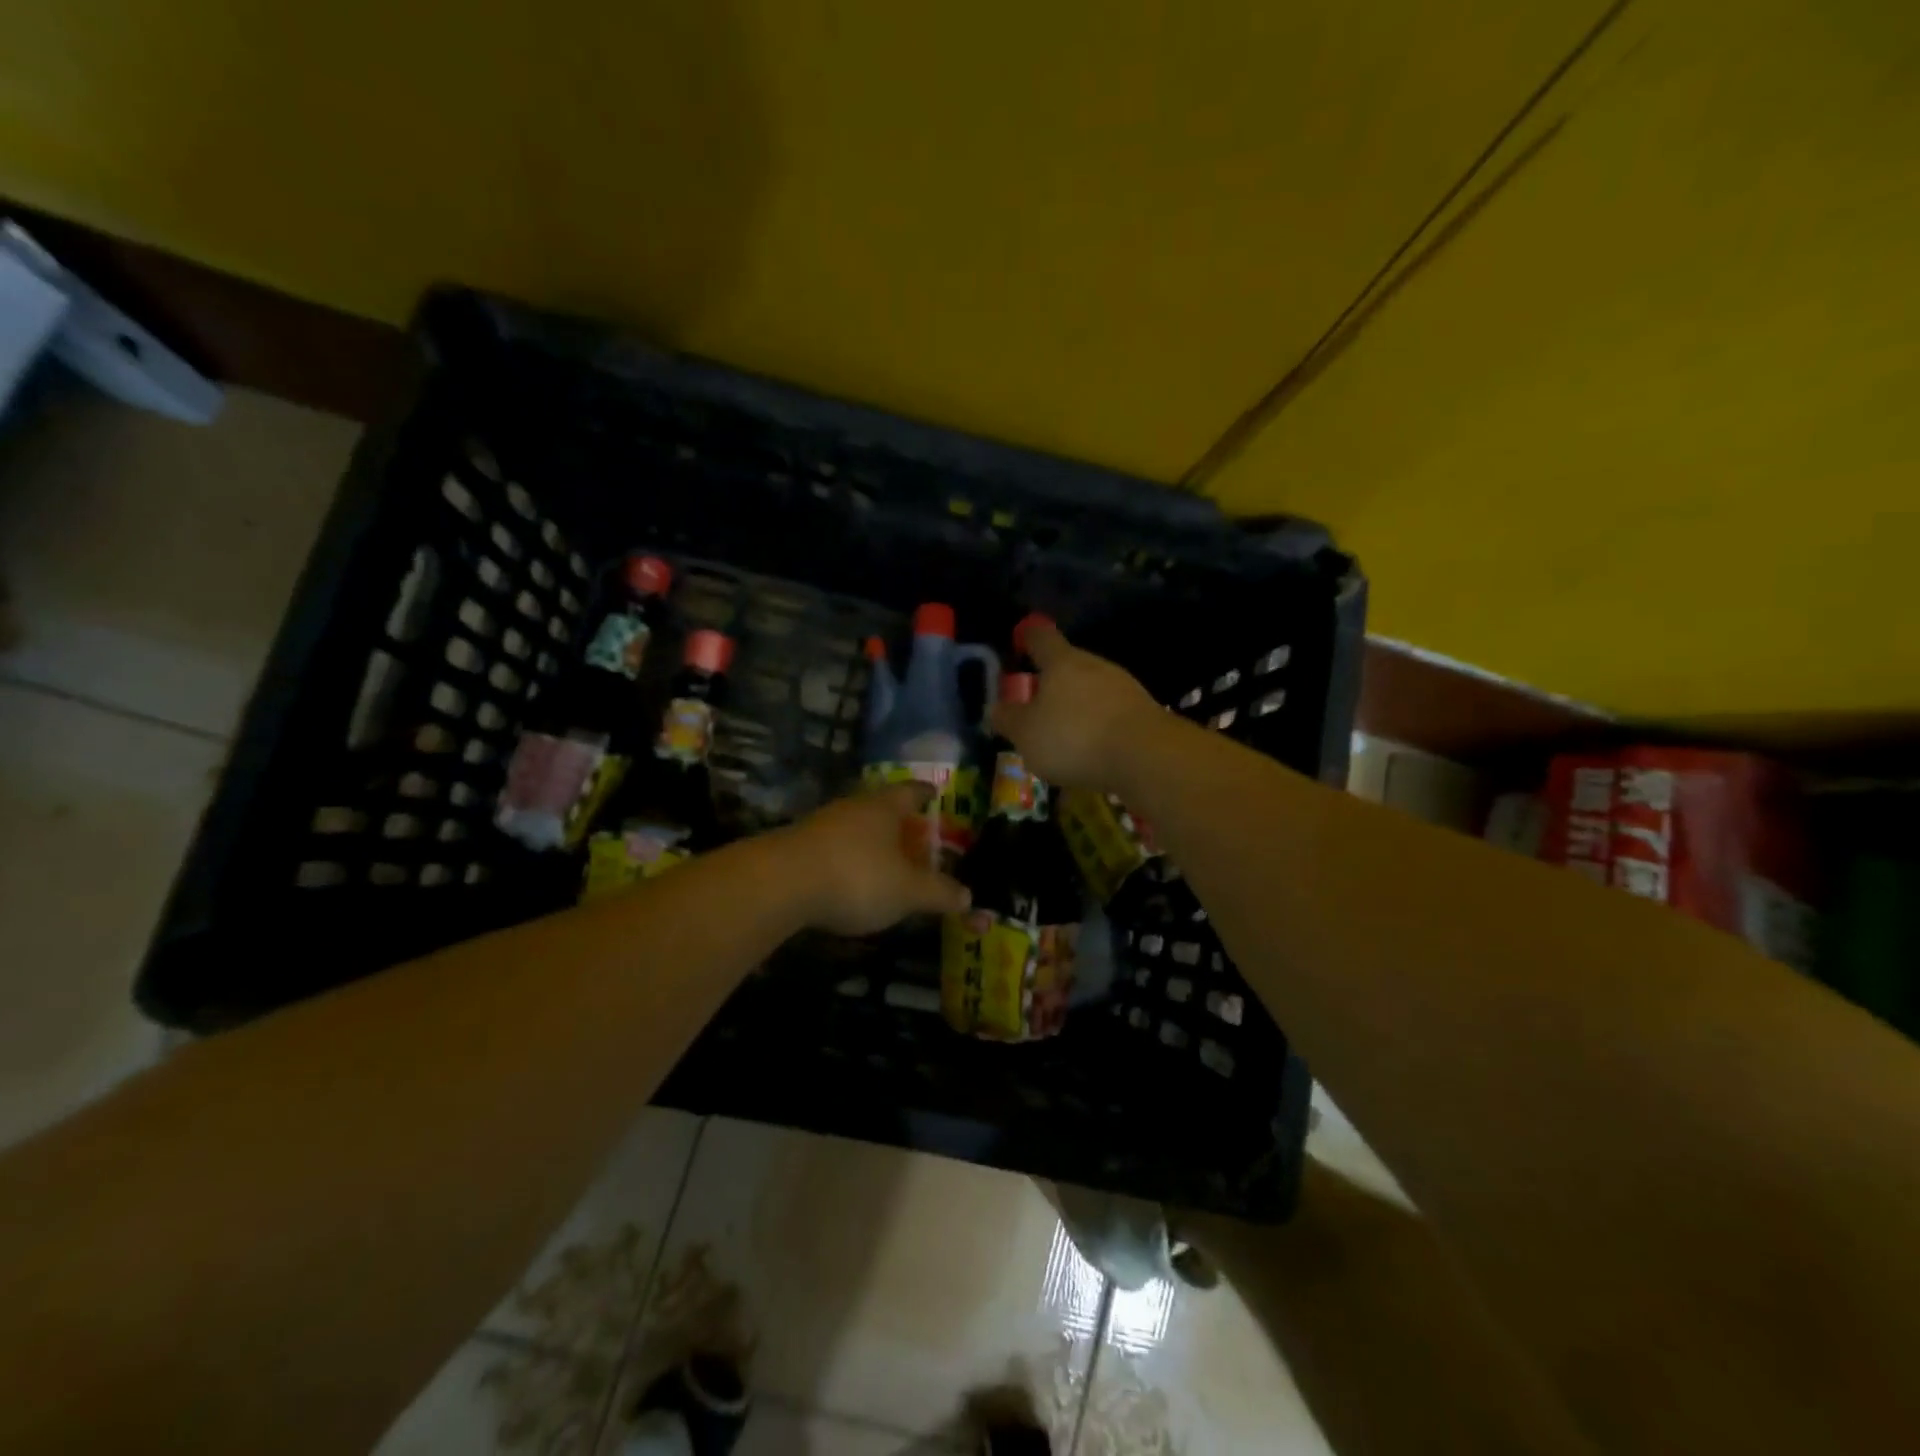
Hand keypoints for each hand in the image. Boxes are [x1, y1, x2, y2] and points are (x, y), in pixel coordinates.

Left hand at [779, 783, 970, 935]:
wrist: (780, 884)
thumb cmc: (857, 877)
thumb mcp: (908, 892)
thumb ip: (939, 893)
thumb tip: (969, 896)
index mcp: (884, 806)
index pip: (911, 791)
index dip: (926, 793)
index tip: (935, 793)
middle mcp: (853, 806)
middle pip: (881, 807)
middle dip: (898, 820)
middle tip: (915, 834)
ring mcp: (821, 824)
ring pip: (855, 827)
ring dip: (870, 841)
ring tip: (885, 861)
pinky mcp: (797, 847)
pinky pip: (833, 847)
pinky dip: (847, 859)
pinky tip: (849, 879)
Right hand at [990, 621, 1161, 789]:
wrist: (1146, 756)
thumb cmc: (1074, 737)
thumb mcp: (1026, 734)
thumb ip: (1008, 719)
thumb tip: (996, 709)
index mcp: (1062, 662)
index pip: (1041, 638)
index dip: (1028, 638)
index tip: (1020, 644)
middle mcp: (1095, 665)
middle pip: (1069, 664)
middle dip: (1052, 682)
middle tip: (1036, 706)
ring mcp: (1124, 687)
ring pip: (1092, 689)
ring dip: (1077, 706)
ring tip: (1063, 735)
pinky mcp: (1144, 712)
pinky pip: (1111, 713)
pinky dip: (1098, 725)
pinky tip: (1092, 750)